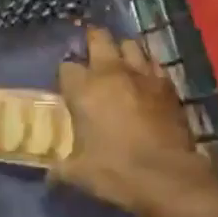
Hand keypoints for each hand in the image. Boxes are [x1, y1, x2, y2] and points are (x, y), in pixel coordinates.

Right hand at [56, 27, 215, 216]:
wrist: (167, 177)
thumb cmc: (115, 171)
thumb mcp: (77, 173)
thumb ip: (59, 168)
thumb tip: (49, 176)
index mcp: (84, 90)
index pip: (66, 67)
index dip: (65, 76)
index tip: (67, 88)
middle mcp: (112, 73)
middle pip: (99, 39)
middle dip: (92, 42)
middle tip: (90, 55)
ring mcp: (144, 75)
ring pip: (131, 45)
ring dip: (122, 50)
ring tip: (118, 63)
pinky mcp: (168, 85)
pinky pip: (154, 63)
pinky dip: (147, 67)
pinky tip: (144, 80)